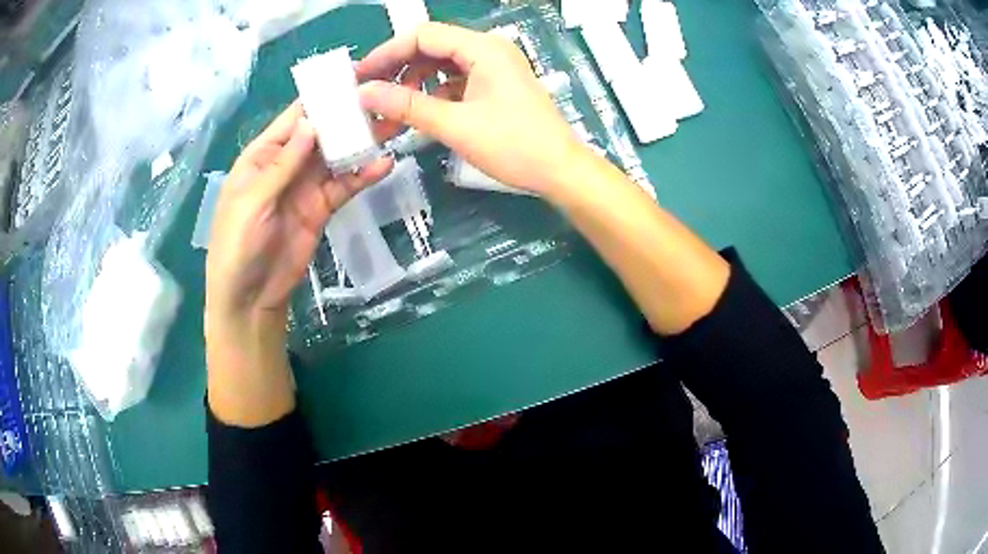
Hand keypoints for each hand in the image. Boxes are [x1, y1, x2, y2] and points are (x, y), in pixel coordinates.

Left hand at [205, 102, 390, 426]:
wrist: (250, 297)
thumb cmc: (237, 247)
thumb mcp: (252, 201)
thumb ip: (282, 164)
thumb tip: (311, 122)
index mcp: (262, 156)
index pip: (294, 118)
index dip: (320, 99)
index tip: (352, 78)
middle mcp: (286, 165)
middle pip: (320, 134)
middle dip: (347, 117)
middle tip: (382, 98)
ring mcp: (305, 186)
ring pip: (337, 157)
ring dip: (361, 143)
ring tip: (393, 125)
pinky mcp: (322, 208)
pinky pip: (345, 186)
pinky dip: (363, 176)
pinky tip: (384, 165)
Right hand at [356, 23, 585, 197]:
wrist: (560, 170)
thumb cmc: (514, 146)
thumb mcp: (455, 125)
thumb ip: (407, 106)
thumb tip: (365, 94)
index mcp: (482, 48)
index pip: (422, 36)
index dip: (387, 53)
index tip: (360, 77)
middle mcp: (488, 50)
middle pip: (431, 48)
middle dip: (398, 70)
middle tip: (369, 95)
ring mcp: (494, 68)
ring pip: (442, 66)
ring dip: (414, 86)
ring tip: (389, 112)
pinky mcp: (496, 86)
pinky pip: (456, 82)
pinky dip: (433, 95)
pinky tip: (418, 115)